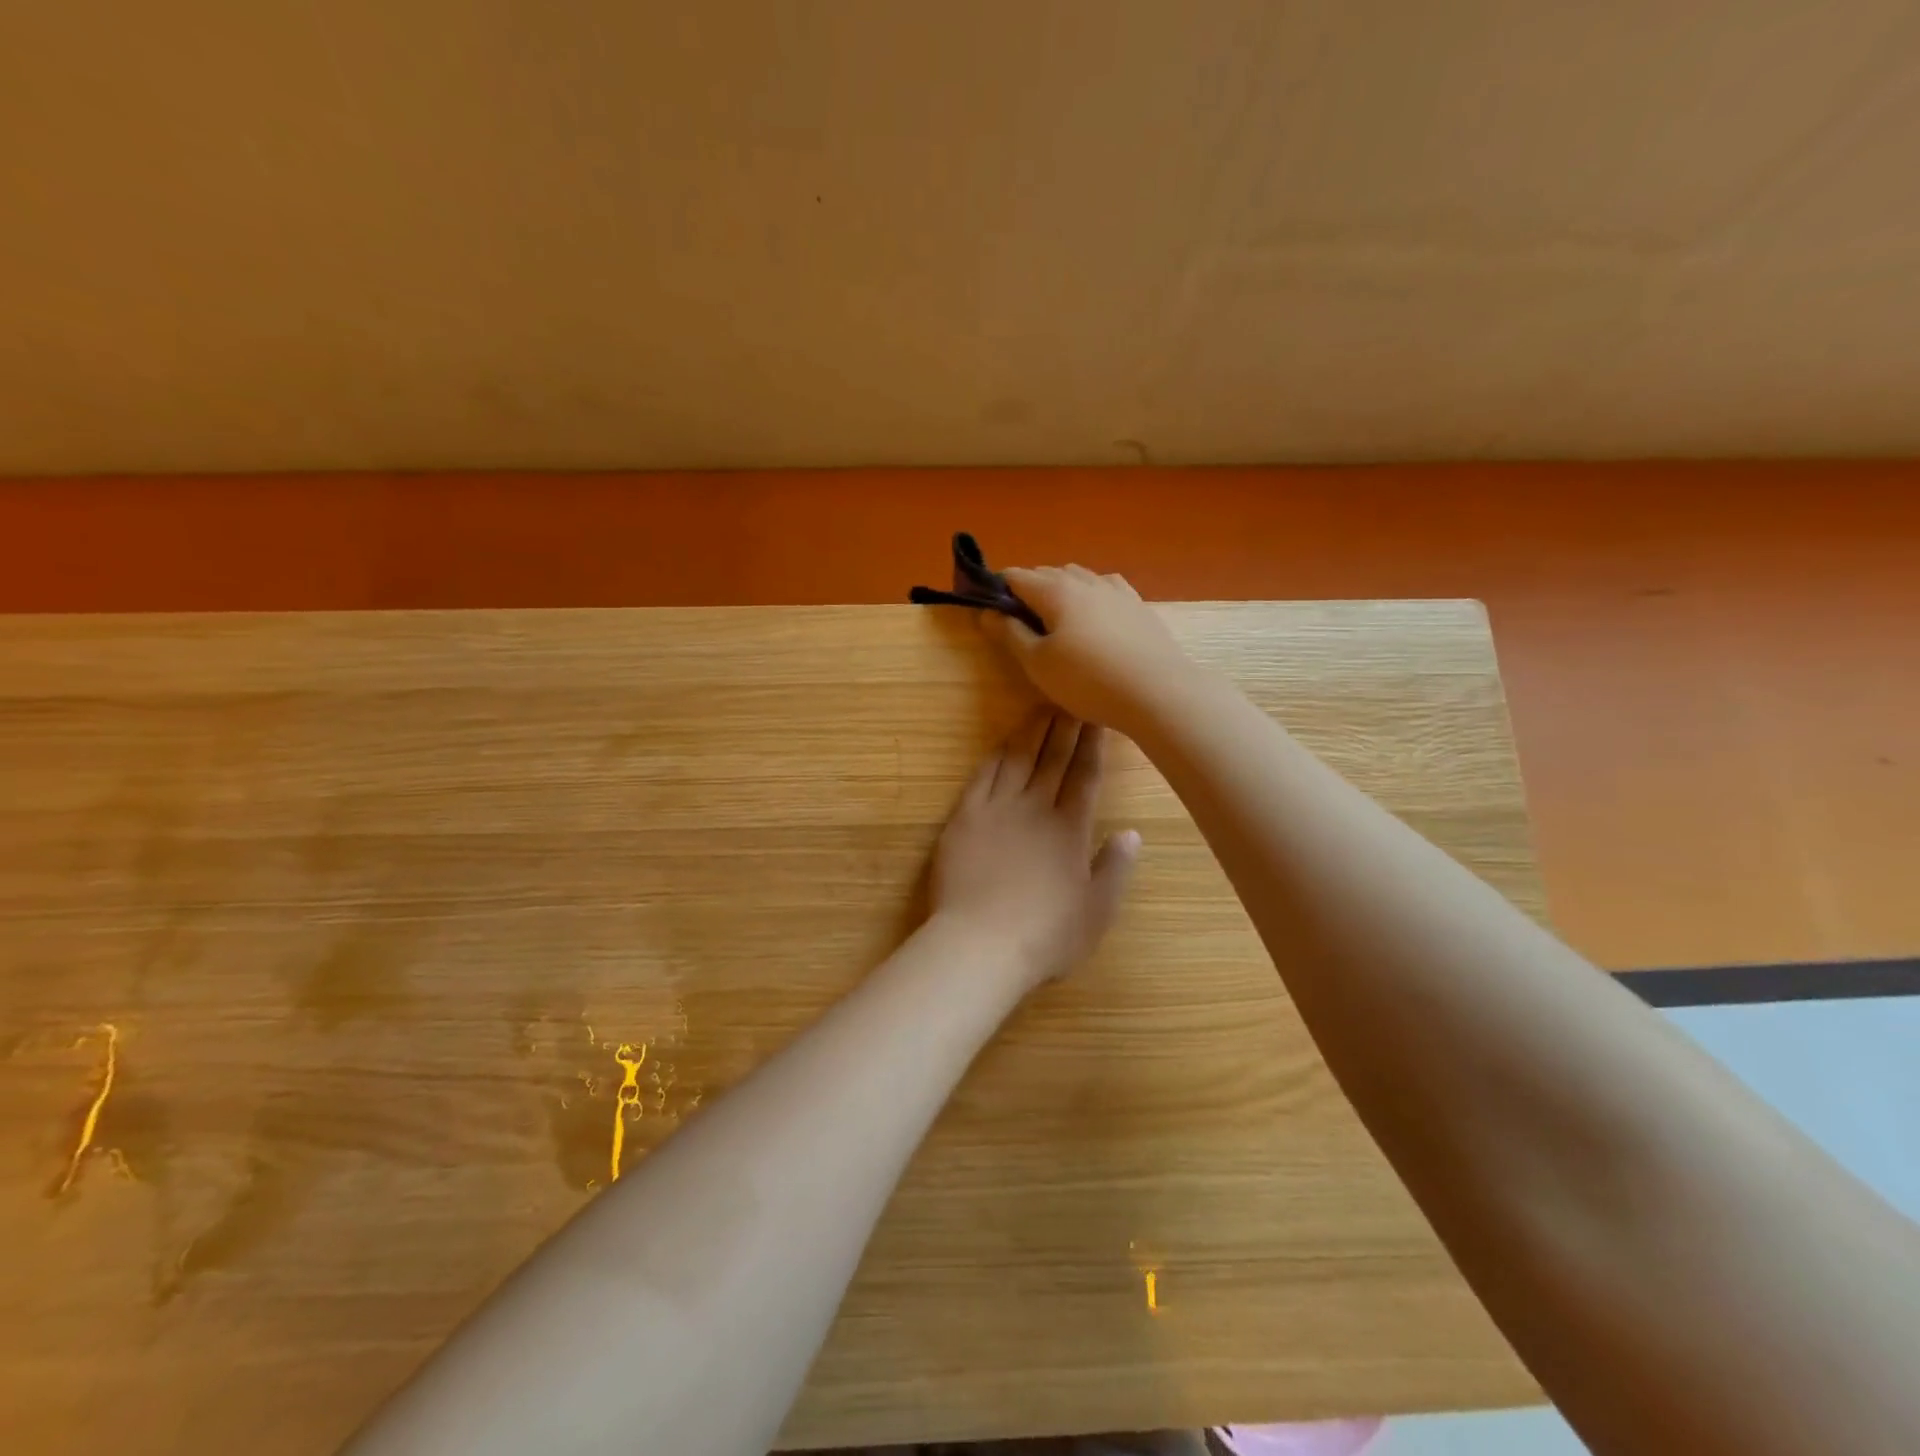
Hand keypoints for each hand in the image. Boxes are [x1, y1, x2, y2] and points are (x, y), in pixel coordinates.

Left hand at [931, 710, 1140, 989]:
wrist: (980, 944)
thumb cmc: (1045, 935)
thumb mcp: (1096, 912)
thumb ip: (1115, 869)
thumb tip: (1132, 833)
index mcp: (1070, 829)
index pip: (1085, 775)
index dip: (1093, 744)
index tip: (1098, 716)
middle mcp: (1035, 808)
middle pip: (1053, 758)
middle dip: (1065, 725)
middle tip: (1072, 696)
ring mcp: (996, 809)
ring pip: (1017, 759)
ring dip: (1031, 731)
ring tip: (1042, 708)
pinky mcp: (964, 817)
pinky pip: (982, 777)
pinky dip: (994, 756)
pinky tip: (1002, 744)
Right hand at [979, 565, 1196, 734]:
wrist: (1158, 692)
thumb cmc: (1088, 680)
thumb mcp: (1038, 663)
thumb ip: (1010, 634)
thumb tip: (987, 613)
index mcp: (1055, 590)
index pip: (1016, 576)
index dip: (997, 590)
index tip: (991, 614)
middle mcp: (1085, 580)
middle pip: (1047, 573)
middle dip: (1028, 591)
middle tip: (1021, 626)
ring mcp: (1116, 590)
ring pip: (1078, 578)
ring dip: (1060, 591)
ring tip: (1056, 622)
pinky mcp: (1138, 606)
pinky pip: (1105, 590)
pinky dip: (1090, 597)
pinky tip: (1094, 616)